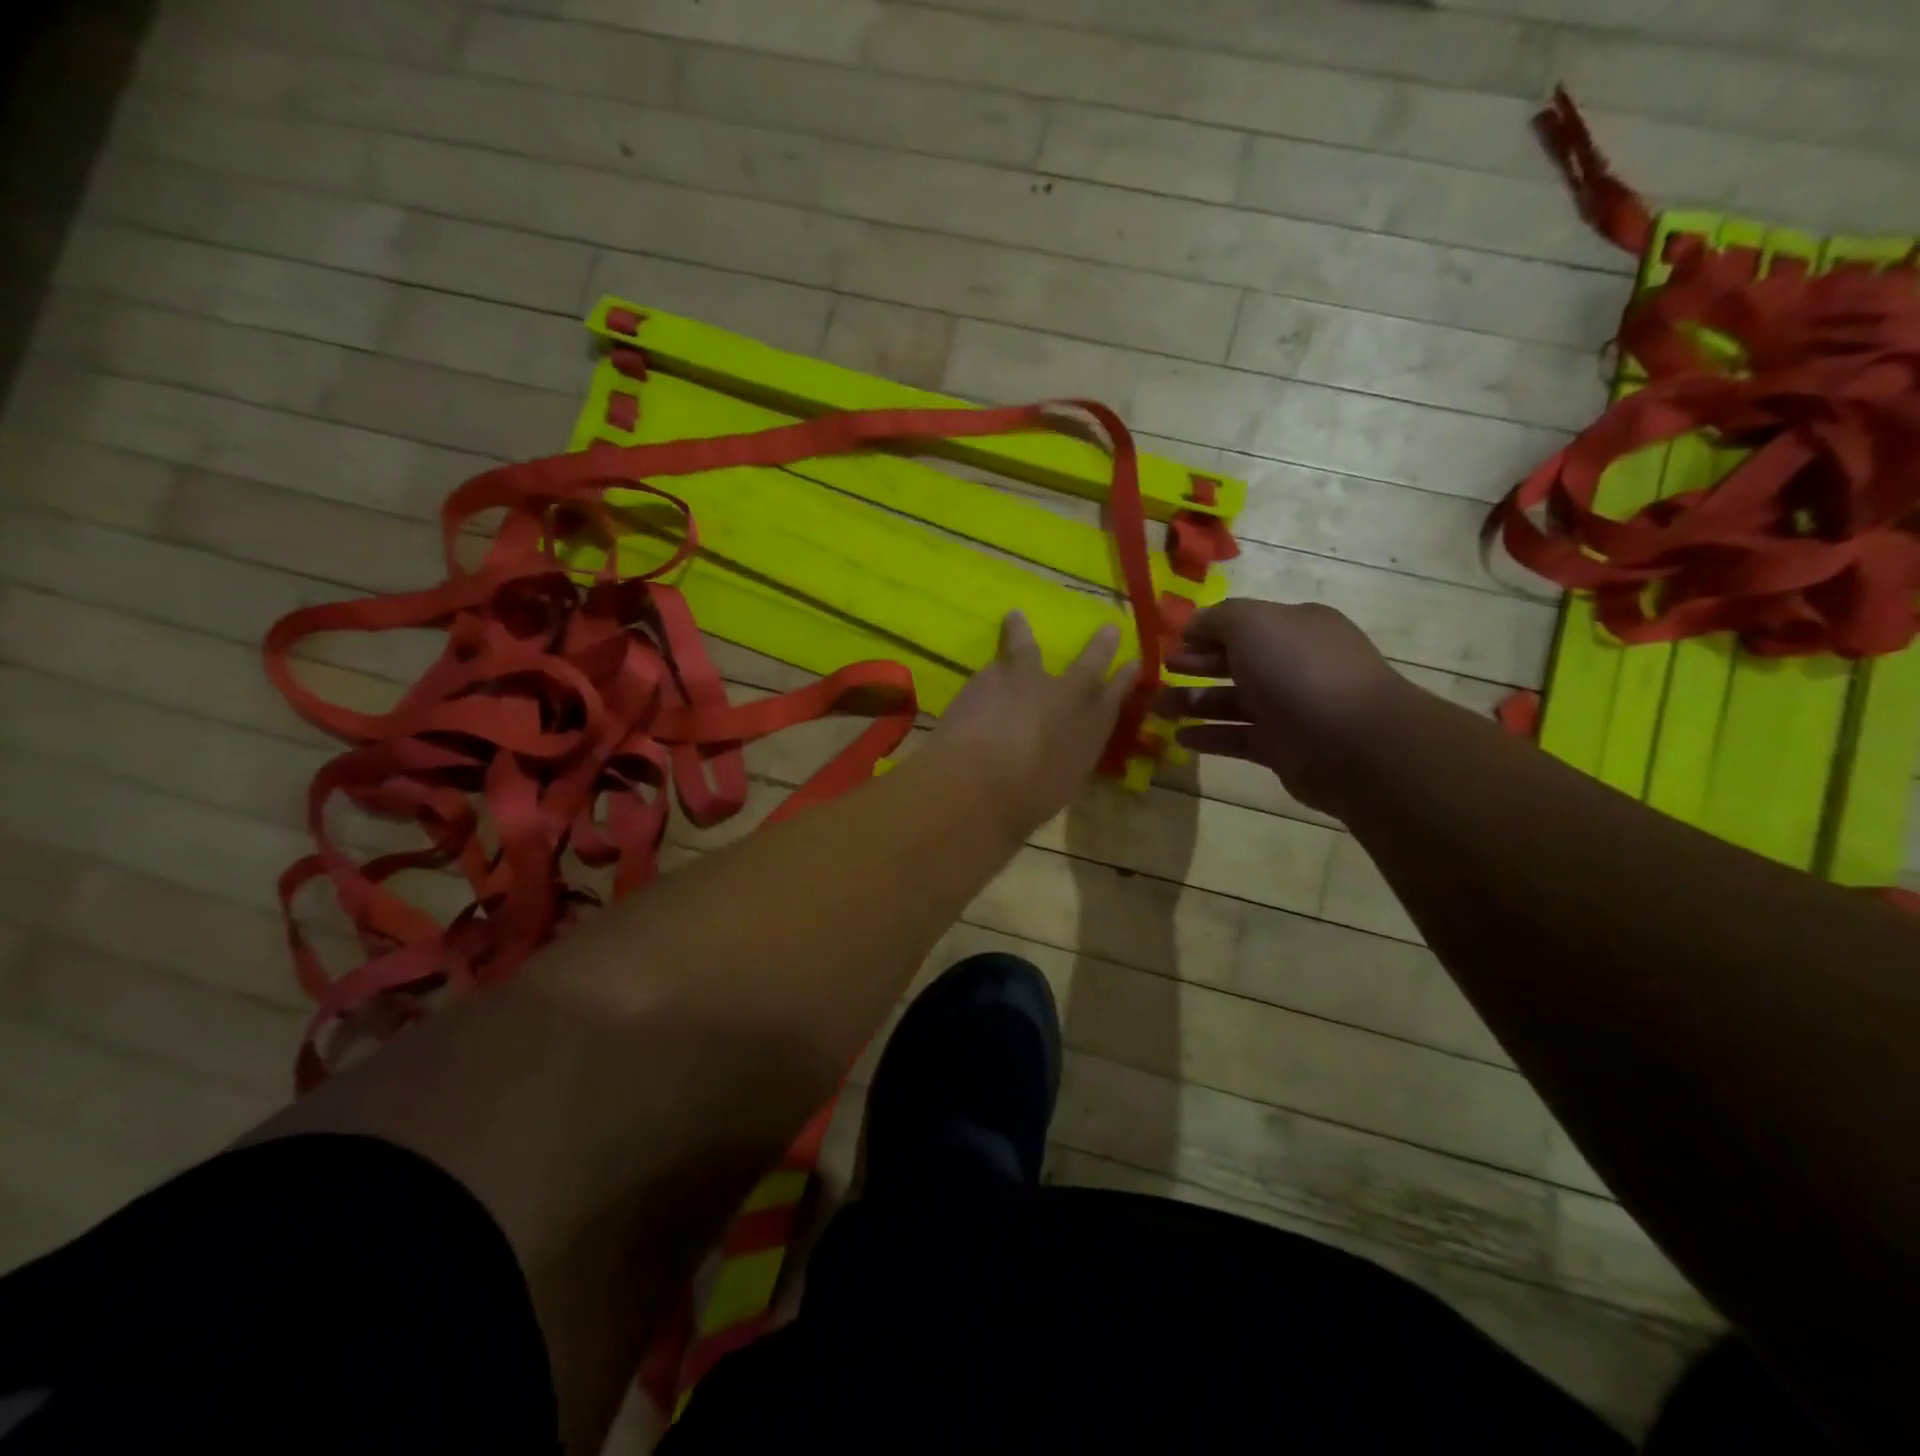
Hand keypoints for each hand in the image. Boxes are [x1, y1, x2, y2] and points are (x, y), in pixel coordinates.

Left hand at [928, 612, 1137, 834]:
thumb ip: (1070, 758)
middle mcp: (1066, 693)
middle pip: (1088, 662)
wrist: (979, 781)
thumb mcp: (1065, 782)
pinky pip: (991, 668)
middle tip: (1108, 629)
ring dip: (1021, 631)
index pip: (1117, 694)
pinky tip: (981, 677)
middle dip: (1100, 646)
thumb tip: (1066, 751)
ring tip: (1015, 617)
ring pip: (1025, 646)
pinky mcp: (986, 677)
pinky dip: (990, 672)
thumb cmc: (1030, 797)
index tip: (1134, 663)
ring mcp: (1025, 678)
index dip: (1126, 678)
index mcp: (1093, 724)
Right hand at [1160, 599, 1406, 812]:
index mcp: (1294, 627)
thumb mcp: (1252, 624)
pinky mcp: (1283, 747)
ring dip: (1193, 702)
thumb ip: (1217, 618)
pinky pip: (1238, 738)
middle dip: (1195, 665)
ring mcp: (1290, 708)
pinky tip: (1180, 738)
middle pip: (1235, 662)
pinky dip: (1210, 736)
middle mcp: (1294, 664)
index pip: (1243, 623)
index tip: (1168, 642)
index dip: (1204, 631)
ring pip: (1232, 702)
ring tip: (1156, 708)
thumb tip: (1193, 625)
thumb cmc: (1299, 670)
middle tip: (1158, 672)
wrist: (1351, 742)